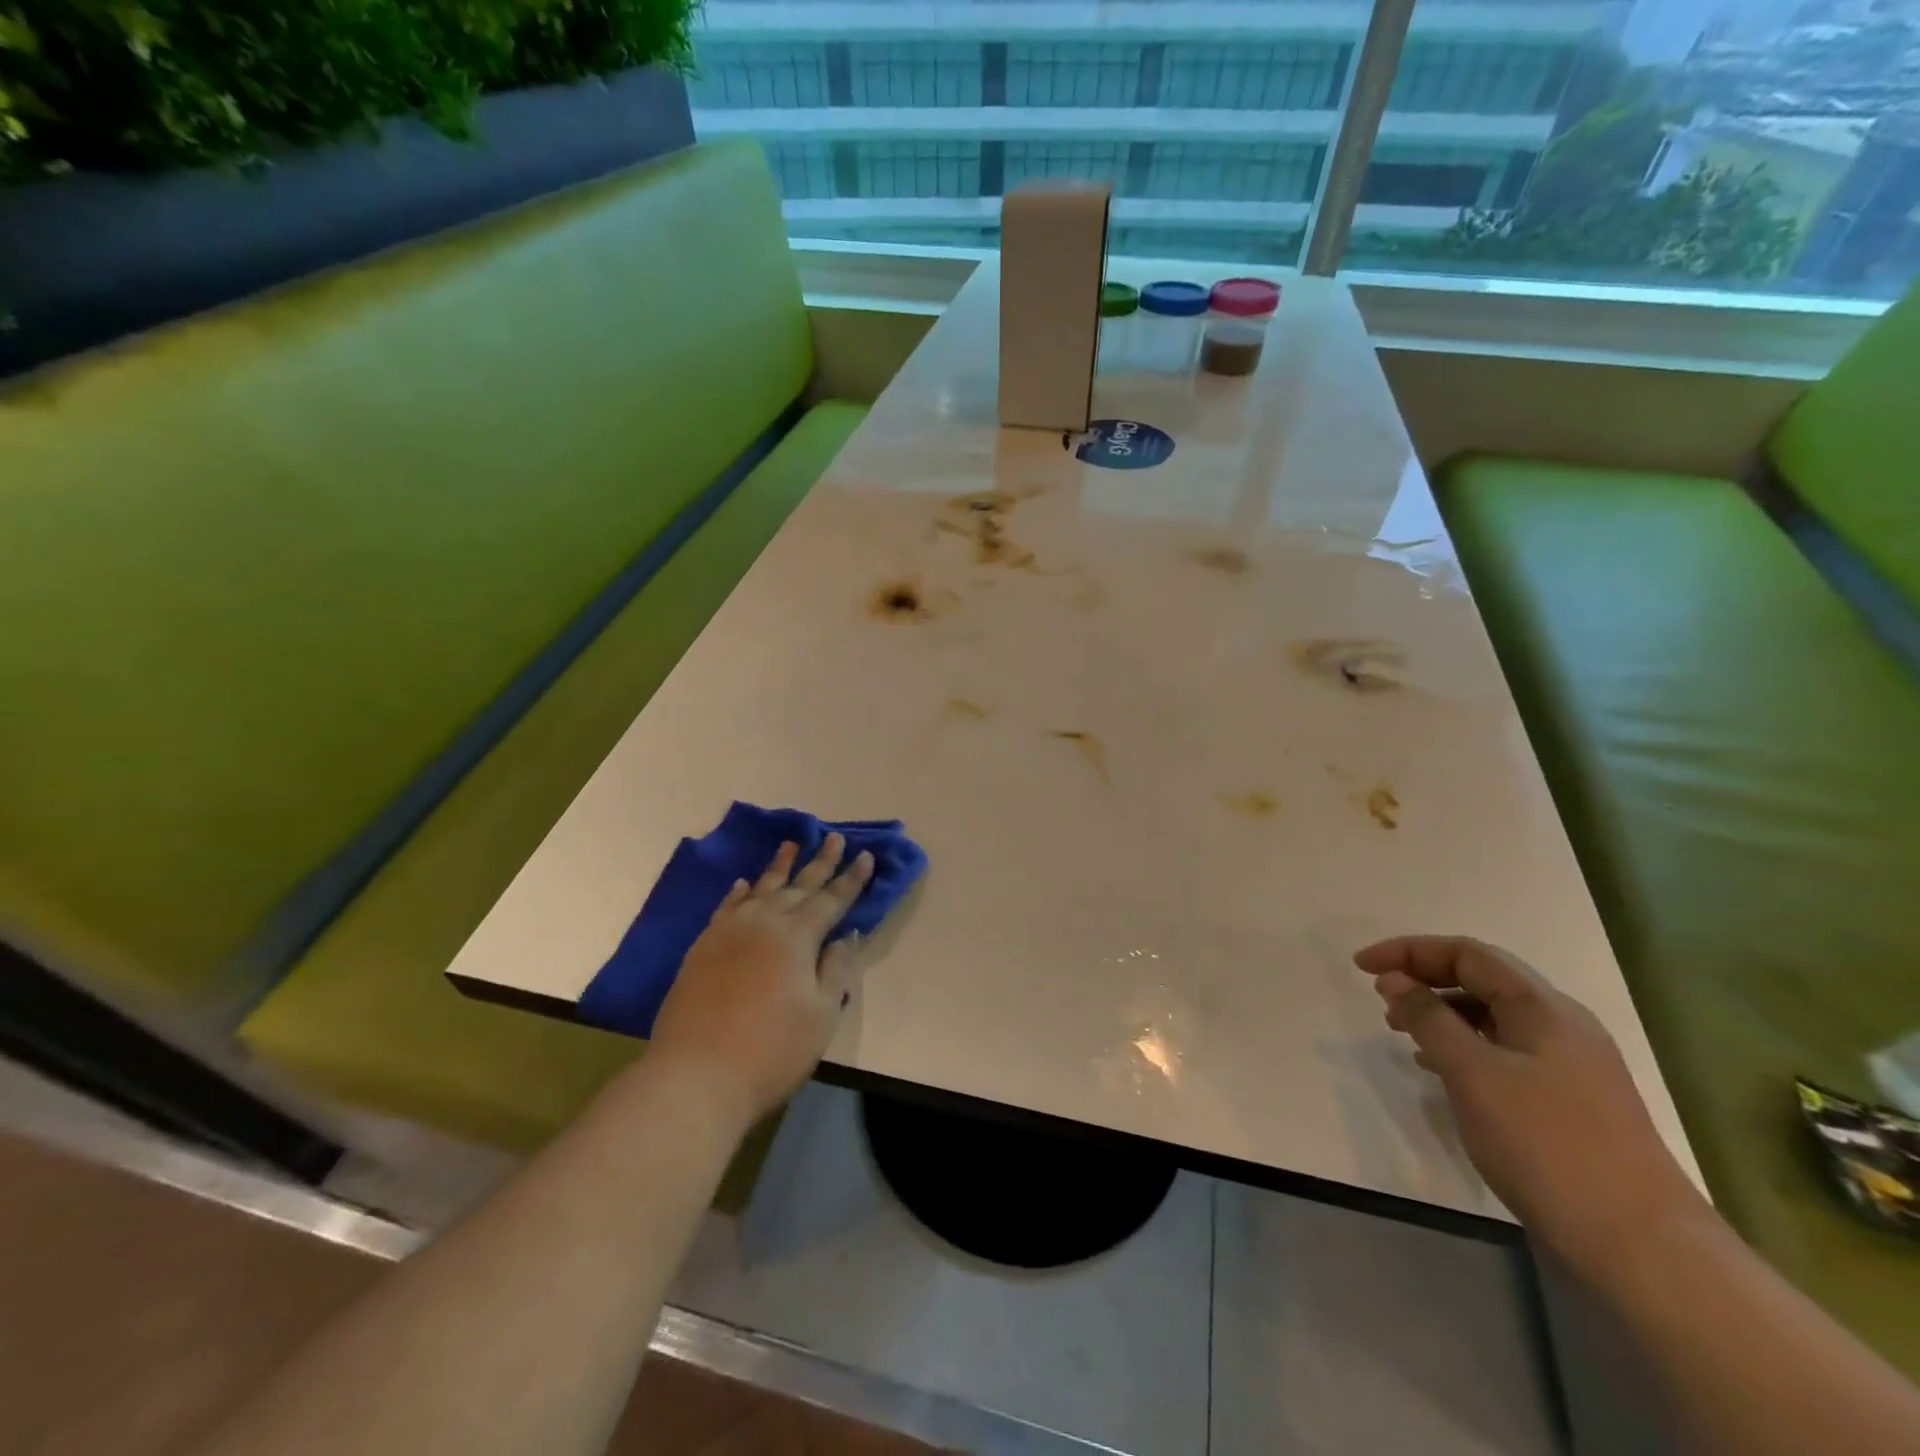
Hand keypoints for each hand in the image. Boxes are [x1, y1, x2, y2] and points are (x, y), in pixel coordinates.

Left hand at [650, 836, 875, 1125]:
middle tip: (833, 837)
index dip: (852, 879)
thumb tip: (846, 934)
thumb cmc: (771, 1051)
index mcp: (797, 937)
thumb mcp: (821, 1015)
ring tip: (791, 844)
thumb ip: (836, 970)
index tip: (867, 856)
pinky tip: (745, 883)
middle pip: (798, 886)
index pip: (832, 900)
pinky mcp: (702, 948)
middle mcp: (763, 923)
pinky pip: (727, 907)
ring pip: (761, 889)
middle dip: (820, 862)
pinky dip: (740, 892)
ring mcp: (728, 932)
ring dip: (780, 866)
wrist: (695, 1077)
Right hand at [1354, 935, 1706, 1275]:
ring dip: (1441, 1014)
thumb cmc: (1547, 1144)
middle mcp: (1561, 1026)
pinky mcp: (1568, 1102)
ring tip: (1402, 1034)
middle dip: (1424, 979)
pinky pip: (1503, 1052)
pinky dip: (1463, 1048)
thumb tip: (1395, 980)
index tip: (1361, 966)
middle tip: (1379, 999)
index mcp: (1543, 1008)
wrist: (1642, 1248)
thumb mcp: (1472, 1073)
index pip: (1467, 953)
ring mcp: (1570, 1066)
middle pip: (1482, 980)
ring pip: (1492, 1018)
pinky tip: (1440, 1071)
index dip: (1409, 951)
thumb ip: (1428, 1018)